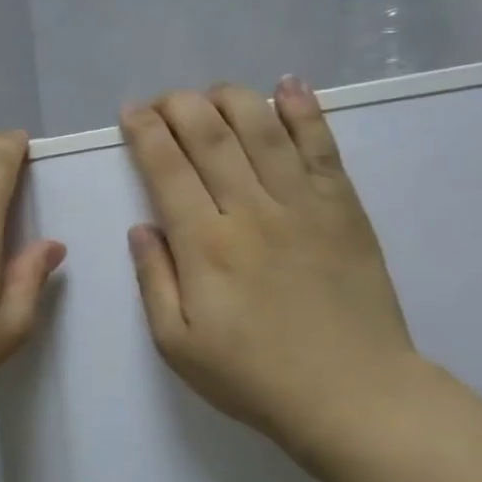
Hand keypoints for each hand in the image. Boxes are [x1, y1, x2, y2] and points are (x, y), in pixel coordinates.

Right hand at [122, 79, 419, 455]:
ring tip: (210, 91)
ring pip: (263, 129)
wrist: (351, 394)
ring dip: (232, 99)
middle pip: (211, 136)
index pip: (167, 168)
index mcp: (204, 245)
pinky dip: (304, 111)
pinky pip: (322, 147)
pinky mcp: (344, 208)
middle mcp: (251, 210)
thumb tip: (142, 228)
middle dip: (179, 106)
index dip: (144, 133)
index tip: (130, 112)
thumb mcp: (176, 343)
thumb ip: (154, 280)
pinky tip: (288, 87)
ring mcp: (303, 204)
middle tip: (162, 99)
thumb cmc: (252, 376)